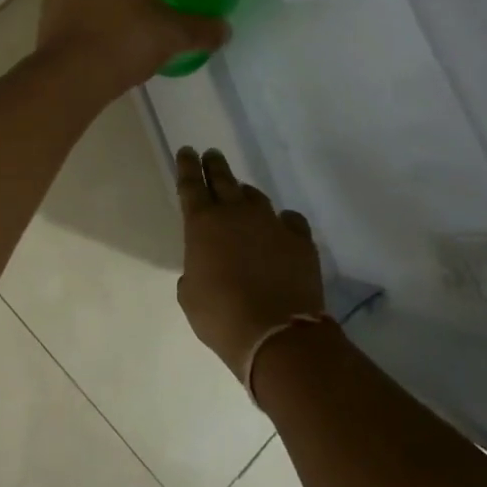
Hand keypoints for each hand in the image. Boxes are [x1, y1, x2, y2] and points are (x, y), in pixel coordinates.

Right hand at [176, 147, 326, 384]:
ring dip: (245, 193)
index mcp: (202, 224)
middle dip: (214, 165)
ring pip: (255, 196)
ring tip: (242, 194)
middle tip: (210, 154)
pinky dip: (281, 222)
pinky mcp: (299, 238)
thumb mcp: (190, 296)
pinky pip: (288, 220)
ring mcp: (270, 222)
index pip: (190, 185)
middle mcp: (235, 213)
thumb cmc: (221, 317)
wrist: (277, 334)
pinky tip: (281, 228)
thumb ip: (193, 271)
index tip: (186, 151)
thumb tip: (203, 265)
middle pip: (222, 178)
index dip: (186, 166)